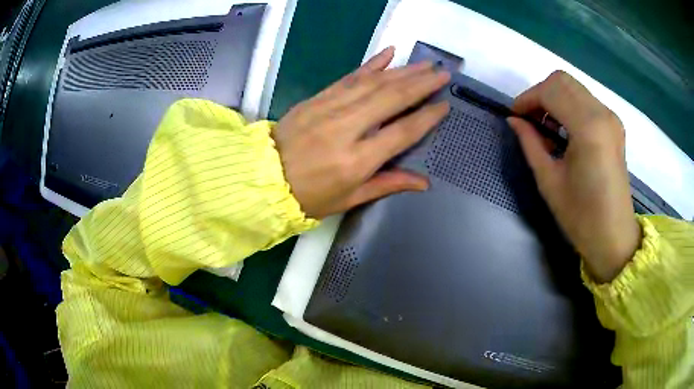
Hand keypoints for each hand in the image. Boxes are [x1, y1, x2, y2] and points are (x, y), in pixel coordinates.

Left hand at [273, 47, 449, 218]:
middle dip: (421, 83)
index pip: (401, 132)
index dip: (426, 117)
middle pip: (391, 99)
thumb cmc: (308, 197)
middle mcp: (346, 128)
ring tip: (425, 64)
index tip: (444, 105)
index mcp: (356, 160)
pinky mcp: (317, 98)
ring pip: (373, 83)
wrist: (264, 178)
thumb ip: (387, 184)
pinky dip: (371, 64)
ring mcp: (329, 108)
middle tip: (442, 74)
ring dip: (403, 71)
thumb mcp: (349, 199)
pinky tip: (389, 53)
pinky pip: (349, 76)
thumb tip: (423, 183)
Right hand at [507, 71, 640, 282]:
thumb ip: (530, 143)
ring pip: (574, 87)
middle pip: (562, 81)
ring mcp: (611, 118)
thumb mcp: (549, 181)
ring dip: (554, 98)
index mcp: (588, 128)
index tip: (515, 116)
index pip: (550, 91)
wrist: (614, 237)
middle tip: (529, 119)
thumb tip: (514, 120)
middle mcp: (602, 114)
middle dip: (540, 94)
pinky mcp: (614, 125)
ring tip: (545, 127)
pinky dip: (569, 105)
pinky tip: (563, 130)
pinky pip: (585, 100)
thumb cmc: (581, 217)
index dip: (527, 99)